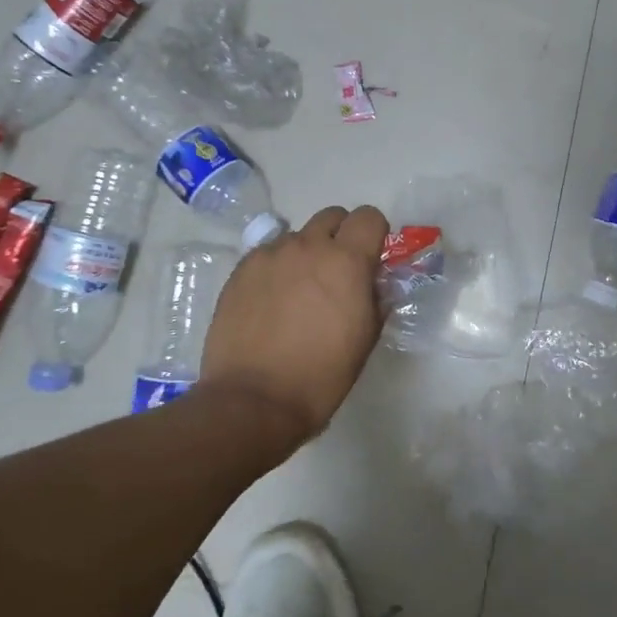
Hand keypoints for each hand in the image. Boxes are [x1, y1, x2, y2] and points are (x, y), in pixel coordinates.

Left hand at [202, 205, 389, 442]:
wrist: (254, 400)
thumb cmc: (322, 375)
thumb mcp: (366, 338)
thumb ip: (376, 298)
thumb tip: (374, 283)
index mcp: (347, 261)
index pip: (369, 216)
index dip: (375, 234)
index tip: (372, 258)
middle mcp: (308, 246)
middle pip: (332, 216)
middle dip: (341, 236)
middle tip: (337, 272)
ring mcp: (269, 255)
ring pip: (297, 236)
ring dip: (306, 254)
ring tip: (298, 292)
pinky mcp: (240, 270)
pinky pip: (267, 254)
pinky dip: (276, 268)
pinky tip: (271, 302)